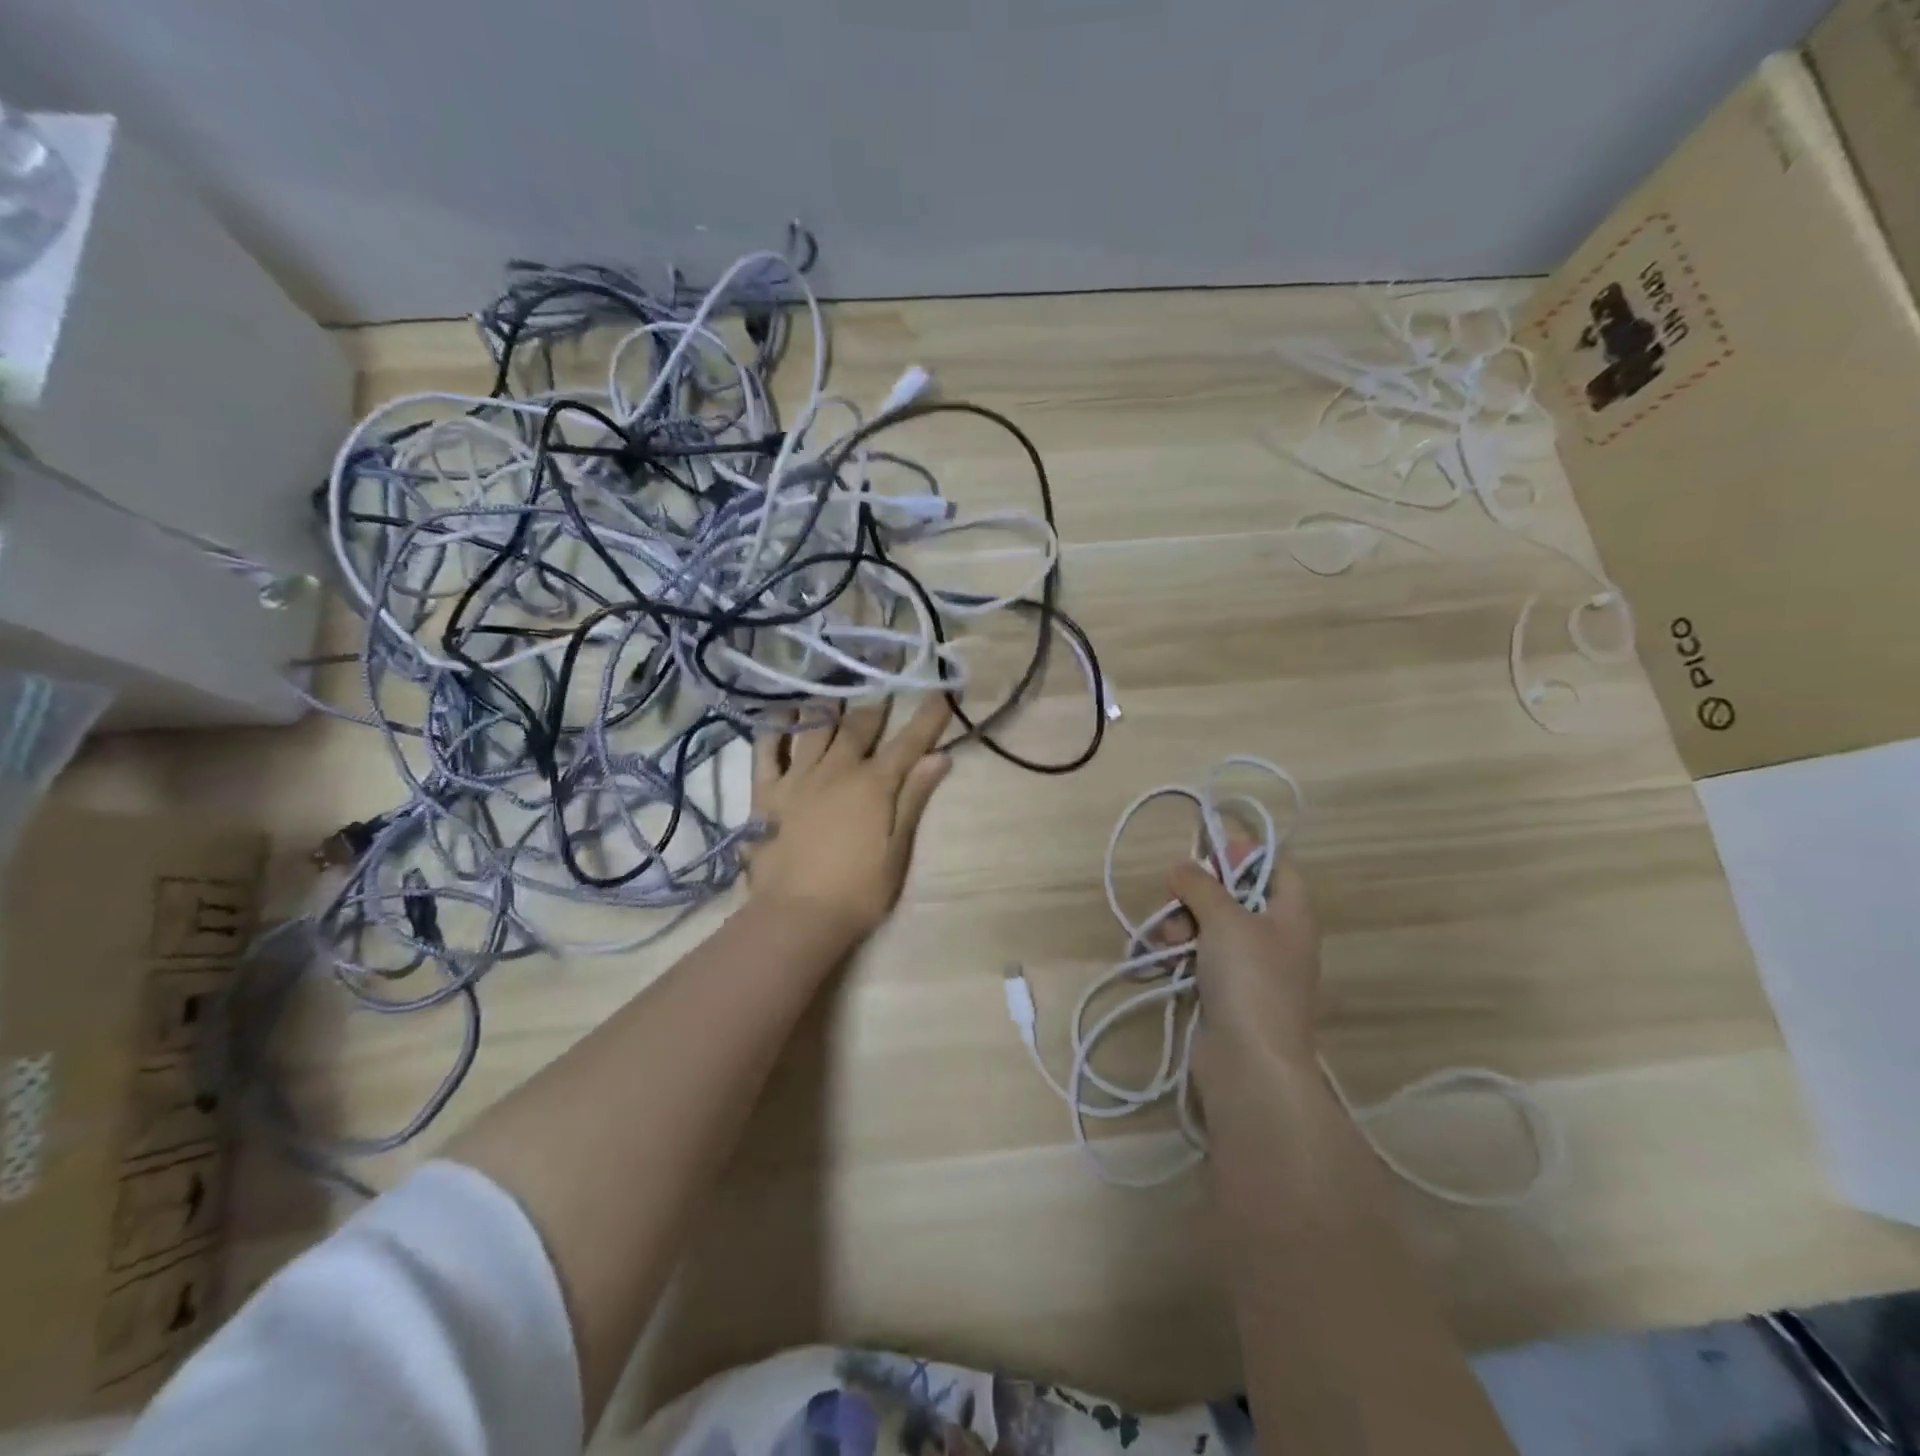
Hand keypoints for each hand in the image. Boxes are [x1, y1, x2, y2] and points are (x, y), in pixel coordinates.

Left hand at [747, 695, 953, 943]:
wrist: (798, 916)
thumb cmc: (858, 890)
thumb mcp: (897, 849)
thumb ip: (915, 798)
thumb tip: (939, 756)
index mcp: (873, 785)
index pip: (908, 743)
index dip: (927, 716)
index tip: (939, 691)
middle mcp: (836, 770)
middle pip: (858, 725)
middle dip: (876, 700)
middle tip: (883, 676)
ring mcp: (798, 778)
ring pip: (813, 727)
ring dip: (827, 705)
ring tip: (834, 690)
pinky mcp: (766, 792)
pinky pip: (766, 750)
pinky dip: (774, 728)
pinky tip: (781, 714)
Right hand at [1168, 853, 1321, 1076]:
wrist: (1249, 1063)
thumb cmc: (1249, 980)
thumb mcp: (1225, 919)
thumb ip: (1201, 885)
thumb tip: (1182, 867)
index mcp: (1292, 915)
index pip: (1278, 868)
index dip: (1246, 853)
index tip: (1209, 852)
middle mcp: (1276, 938)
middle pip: (1236, 896)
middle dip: (1199, 894)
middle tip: (1176, 898)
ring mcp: (1251, 969)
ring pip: (1211, 927)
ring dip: (1182, 924)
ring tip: (1165, 939)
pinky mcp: (1226, 994)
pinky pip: (1200, 958)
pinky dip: (1180, 952)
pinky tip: (1159, 957)